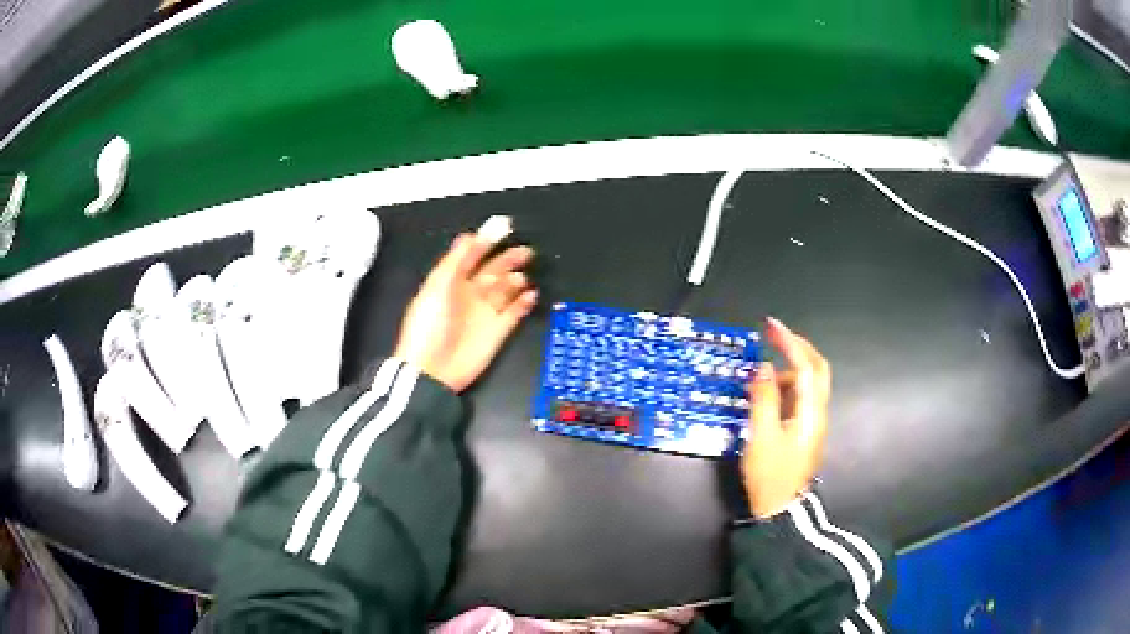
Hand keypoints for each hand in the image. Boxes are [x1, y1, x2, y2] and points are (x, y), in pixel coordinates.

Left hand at [394, 233, 537, 392]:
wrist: (432, 370)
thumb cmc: (428, 327)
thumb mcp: (437, 286)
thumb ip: (456, 259)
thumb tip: (471, 235)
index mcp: (451, 281)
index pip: (472, 255)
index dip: (487, 241)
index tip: (505, 227)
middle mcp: (469, 295)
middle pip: (493, 270)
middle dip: (508, 259)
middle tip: (524, 250)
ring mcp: (484, 313)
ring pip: (505, 289)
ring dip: (515, 279)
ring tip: (521, 276)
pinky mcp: (497, 331)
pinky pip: (515, 312)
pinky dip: (524, 302)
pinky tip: (530, 294)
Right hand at [742, 318, 831, 518]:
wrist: (779, 510)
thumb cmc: (770, 475)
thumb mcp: (760, 437)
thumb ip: (763, 399)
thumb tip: (763, 367)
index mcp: (810, 412)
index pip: (805, 367)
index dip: (789, 343)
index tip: (770, 326)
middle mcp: (817, 412)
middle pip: (817, 369)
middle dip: (798, 347)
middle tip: (774, 336)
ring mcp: (813, 422)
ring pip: (808, 384)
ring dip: (788, 370)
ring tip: (759, 376)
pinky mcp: (805, 430)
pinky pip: (799, 398)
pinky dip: (785, 387)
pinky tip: (765, 396)